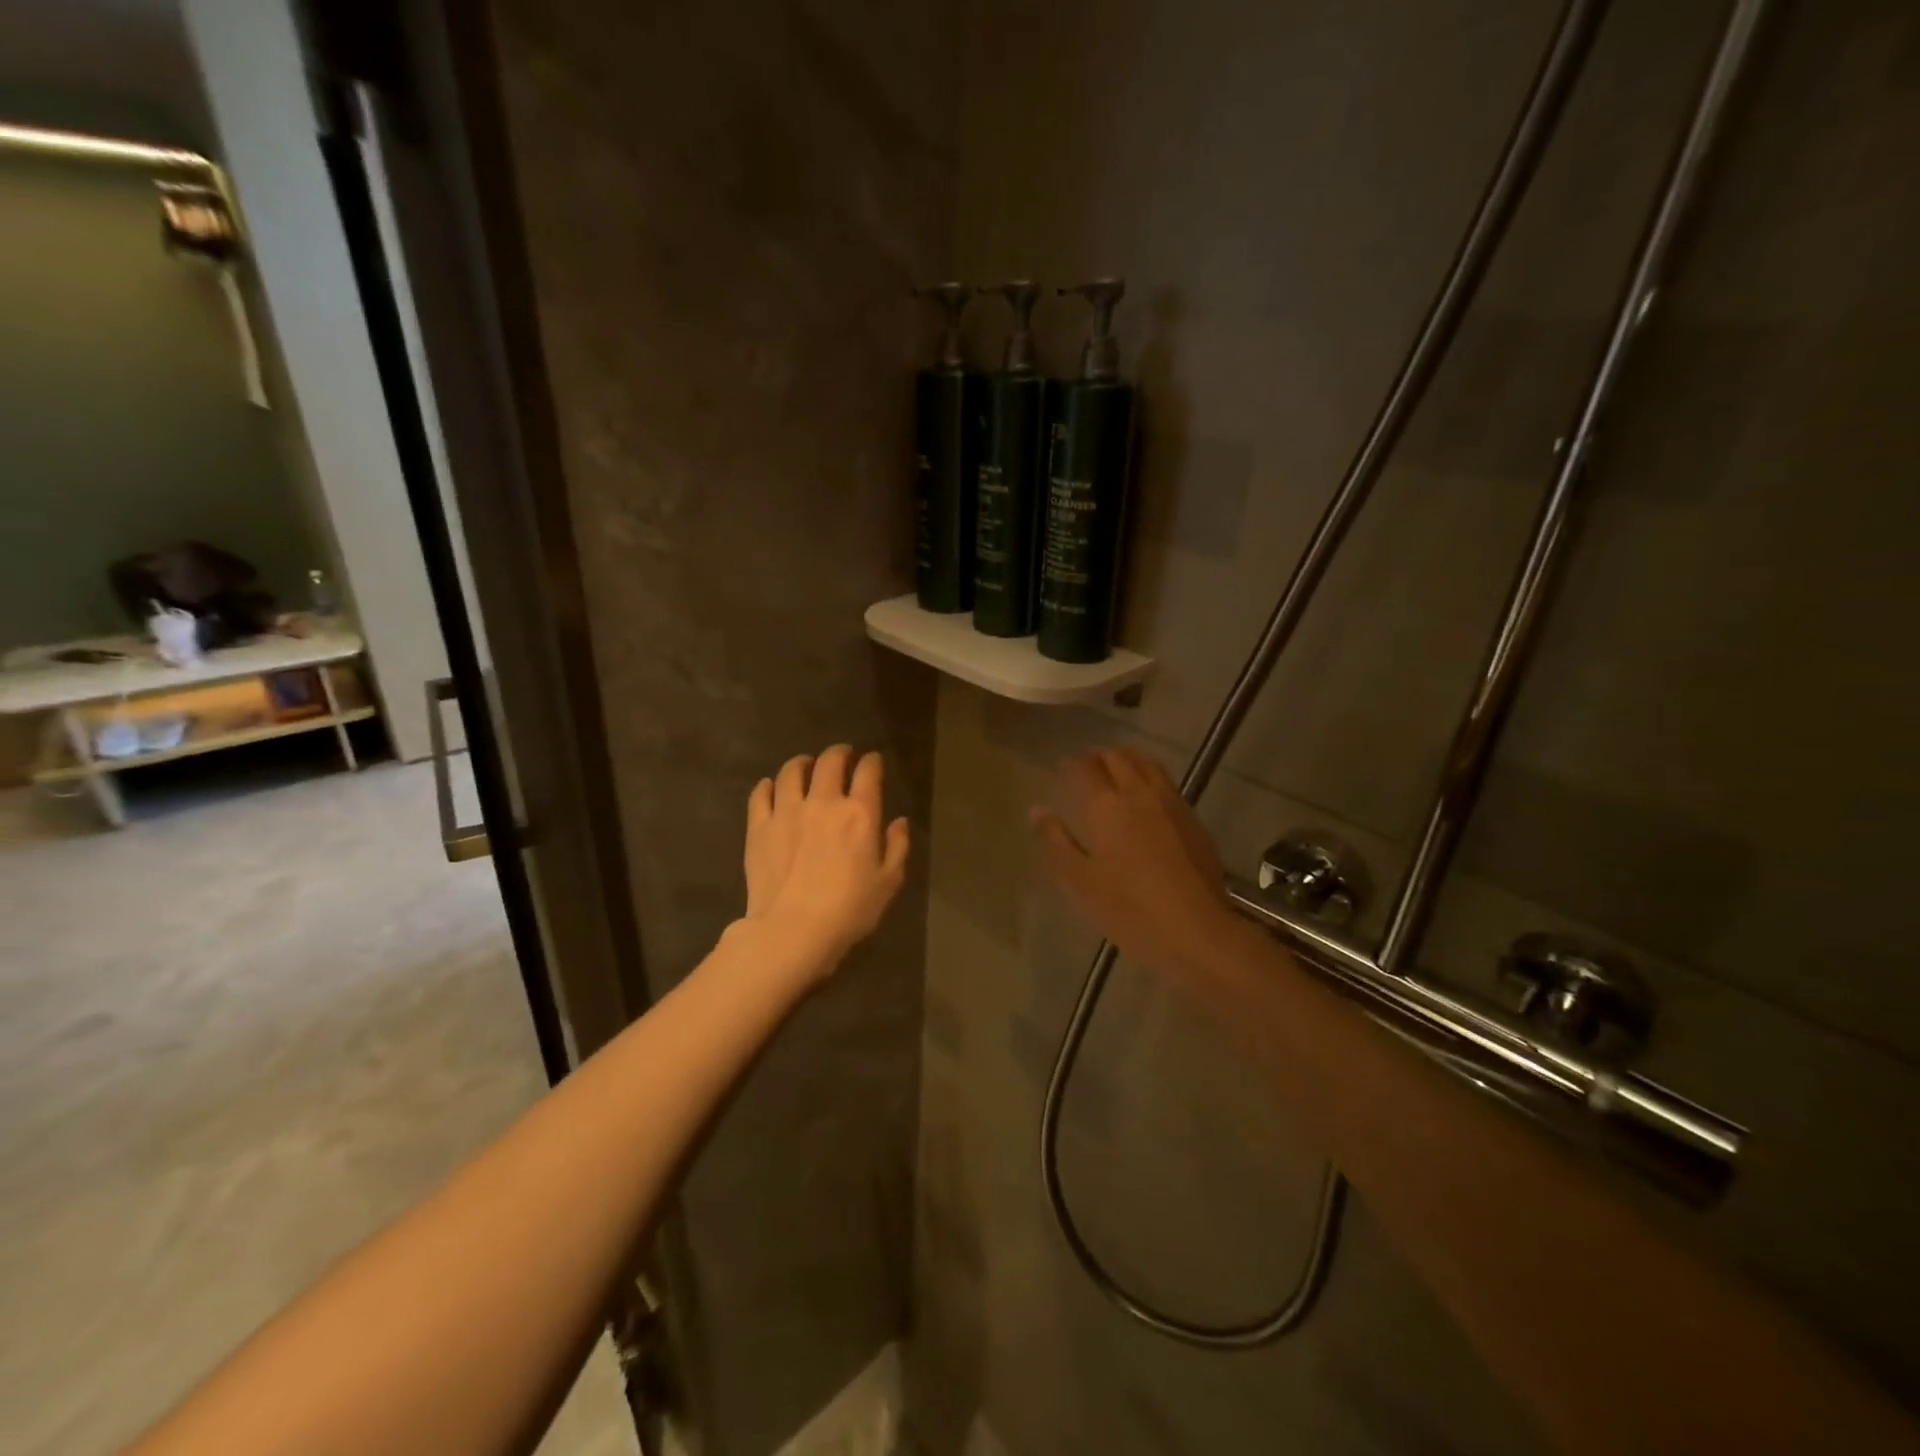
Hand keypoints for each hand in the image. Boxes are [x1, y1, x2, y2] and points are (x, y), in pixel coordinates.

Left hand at [743, 744, 910, 974]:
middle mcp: (823, 802)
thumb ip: (897, 847)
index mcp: (859, 813)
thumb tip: (899, 822)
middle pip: (830, 761)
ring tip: (806, 765)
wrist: (792, 931)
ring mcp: (787, 811)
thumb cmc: (849, 911)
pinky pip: (761, 794)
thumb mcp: (888, 883)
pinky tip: (772, 787)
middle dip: (839, 753)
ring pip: (792, 771)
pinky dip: (769, 785)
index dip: (872, 761)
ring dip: (802, 763)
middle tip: (842, 756)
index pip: (868, 771)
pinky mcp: (759, 827)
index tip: (873, 761)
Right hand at [1031, 746, 1240, 983]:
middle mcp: (1139, 792)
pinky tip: (1146, 800)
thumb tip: (1037, 810)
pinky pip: (1167, 784)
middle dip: (1099, 757)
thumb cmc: (1128, 909)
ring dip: (1128, 760)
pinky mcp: (1194, 819)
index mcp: (1106, 805)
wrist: (1196, 931)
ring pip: (1147, 764)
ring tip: (1116, 772)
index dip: (1071, 763)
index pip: (1084, 767)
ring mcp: (1172, 803)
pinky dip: (1150, 778)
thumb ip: (1055, 841)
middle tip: (1086, 768)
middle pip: (1118, 758)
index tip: (1062, 768)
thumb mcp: (1079, 881)